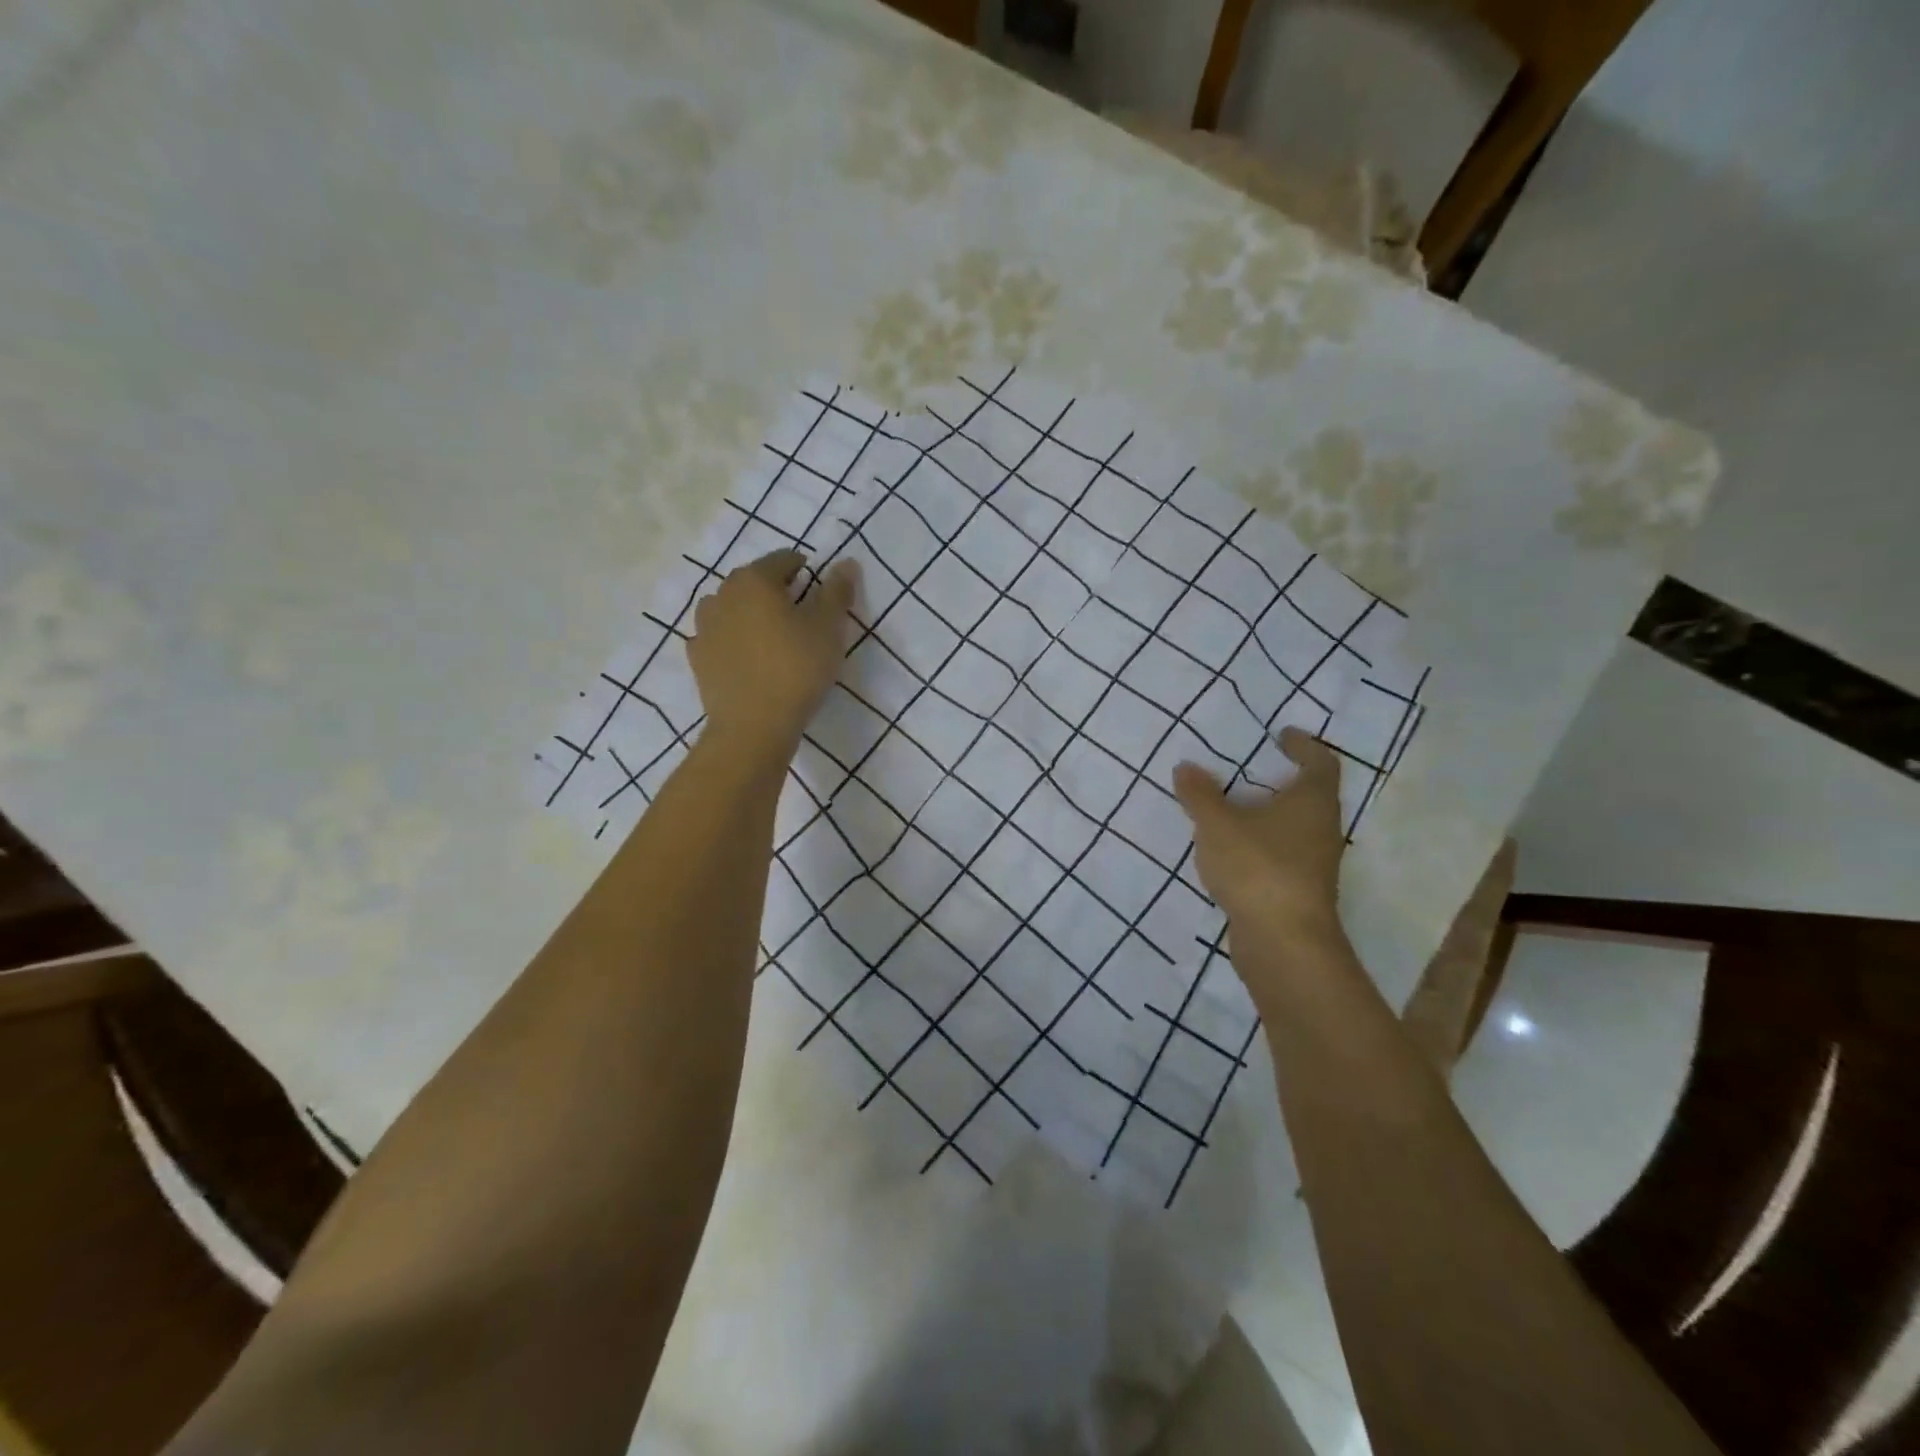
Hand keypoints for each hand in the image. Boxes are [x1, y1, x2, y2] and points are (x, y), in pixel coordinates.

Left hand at [688, 550, 859, 761]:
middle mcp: (723, 594)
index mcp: (755, 580)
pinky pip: (718, 636)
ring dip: (750, 612)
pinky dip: (732, 638)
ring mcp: (704, 626)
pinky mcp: (697, 657)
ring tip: (771, 635)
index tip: (820, 590)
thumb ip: (837, 592)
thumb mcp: (829, 629)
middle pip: (753, 581)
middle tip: (800, 614)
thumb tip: (846, 562)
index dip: (805, 569)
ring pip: (731, 607)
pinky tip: (747, 656)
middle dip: (775, 590)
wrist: (753, 726)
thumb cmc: (797, 669)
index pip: (783, 559)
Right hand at [1173, 728, 1345, 940]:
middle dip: (1281, 780)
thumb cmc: (1257, 867)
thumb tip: (1186, 767)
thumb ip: (1199, 794)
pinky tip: (1231, 849)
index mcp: (1312, 802)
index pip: (1320, 762)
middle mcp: (1322, 829)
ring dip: (1268, 815)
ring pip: (1294, 827)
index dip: (1304, 745)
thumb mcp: (1217, 824)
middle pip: (1310, 795)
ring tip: (1231, 806)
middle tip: (1248, 768)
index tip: (1282, 735)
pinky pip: (1280, 854)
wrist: (1283, 942)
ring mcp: (1314, 864)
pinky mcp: (1298, 891)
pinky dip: (1259, 843)